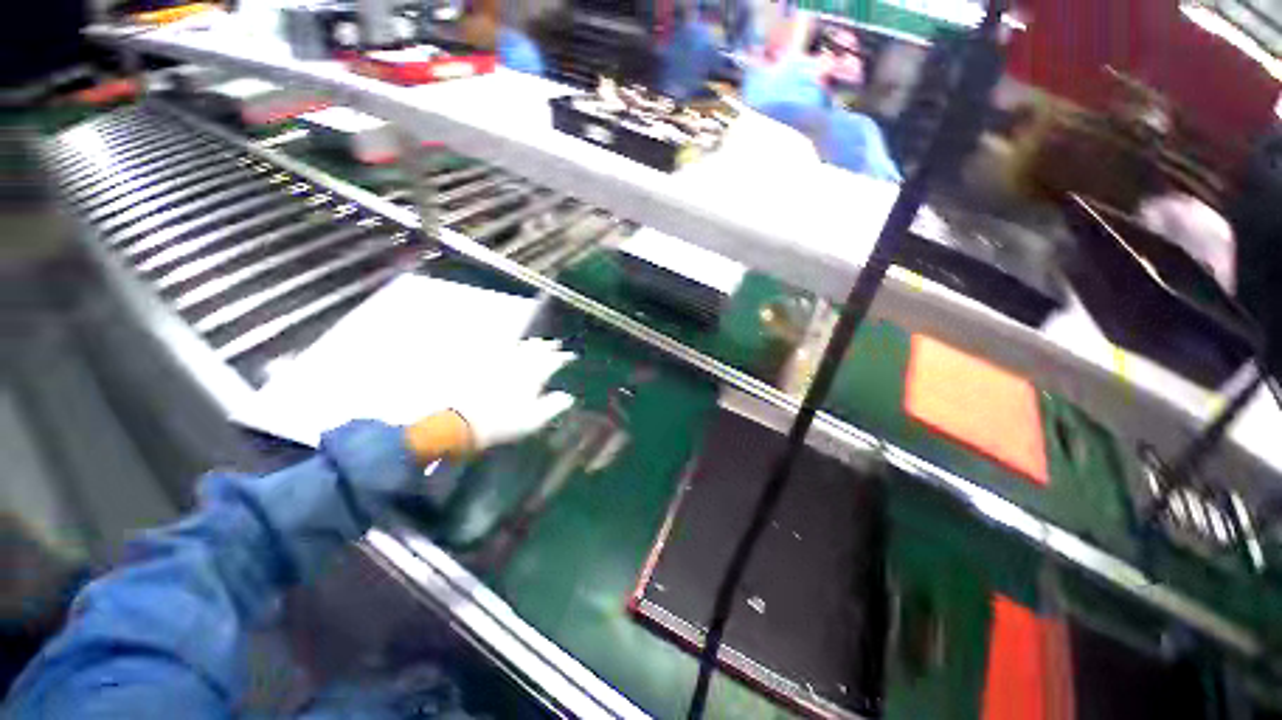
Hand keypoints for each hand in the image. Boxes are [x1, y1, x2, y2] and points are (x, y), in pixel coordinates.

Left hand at [448, 338, 577, 451]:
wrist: (465, 421)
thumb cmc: (504, 423)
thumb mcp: (534, 420)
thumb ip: (553, 406)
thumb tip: (568, 397)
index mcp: (533, 376)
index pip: (553, 361)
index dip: (563, 357)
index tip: (571, 356)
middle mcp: (518, 365)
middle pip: (536, 350)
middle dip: (548, 346)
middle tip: (555, 343)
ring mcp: (499, 363)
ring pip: (519, 348)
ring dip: (530, 344)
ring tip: (536, 341)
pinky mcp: (483, 366)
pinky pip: (497, 351)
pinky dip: (507, 347)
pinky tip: (507, 347)